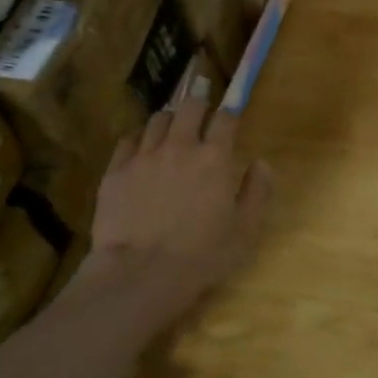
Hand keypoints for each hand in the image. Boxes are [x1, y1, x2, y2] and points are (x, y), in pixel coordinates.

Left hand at [82, 98, 272, 324]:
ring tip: (172, 132)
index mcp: (215, 158)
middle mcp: (180, 147)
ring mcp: (144, 156)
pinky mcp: (116, 170)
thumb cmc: (202, 255)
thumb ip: (257, 191)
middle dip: (199, 104)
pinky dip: (140, 139)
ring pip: (158, 119)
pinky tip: (143, 151)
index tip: (232, 114)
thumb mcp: (245, 230)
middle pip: (189, 106)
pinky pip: (128, 140)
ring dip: (170, 121)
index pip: (225, 118)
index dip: (230, 112)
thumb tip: (261, 163)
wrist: (140, 273)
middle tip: (202, 114)